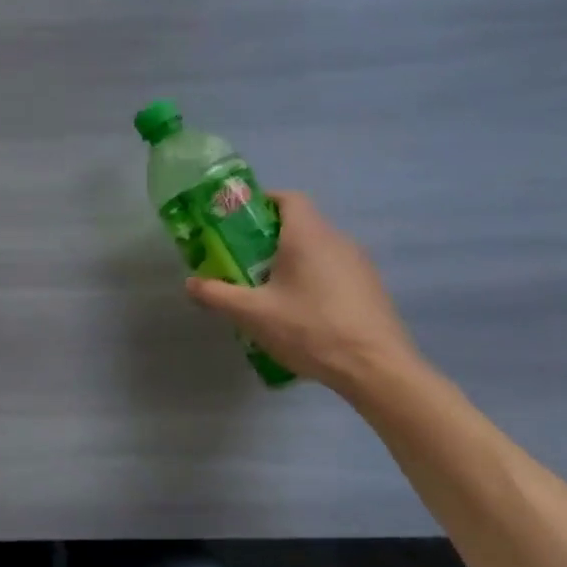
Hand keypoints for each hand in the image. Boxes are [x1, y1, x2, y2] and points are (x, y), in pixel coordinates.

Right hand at [186, 191, 417, 395]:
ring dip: (292, 262)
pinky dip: (314, 280)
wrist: (376, 368)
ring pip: (318, 250)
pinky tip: (301, 313)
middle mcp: (337, 240)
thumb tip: (191, 283)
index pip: (288, 198)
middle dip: (269, 239)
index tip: (239, 223)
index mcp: (308, 235)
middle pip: (300, 225)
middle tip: (244, 262)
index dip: (262, 203)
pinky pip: (334, 271)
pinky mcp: (370, 289)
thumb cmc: (309, 328)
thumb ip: (217, 294)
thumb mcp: (252, 313)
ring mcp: (359, 264)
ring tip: (269, 291)